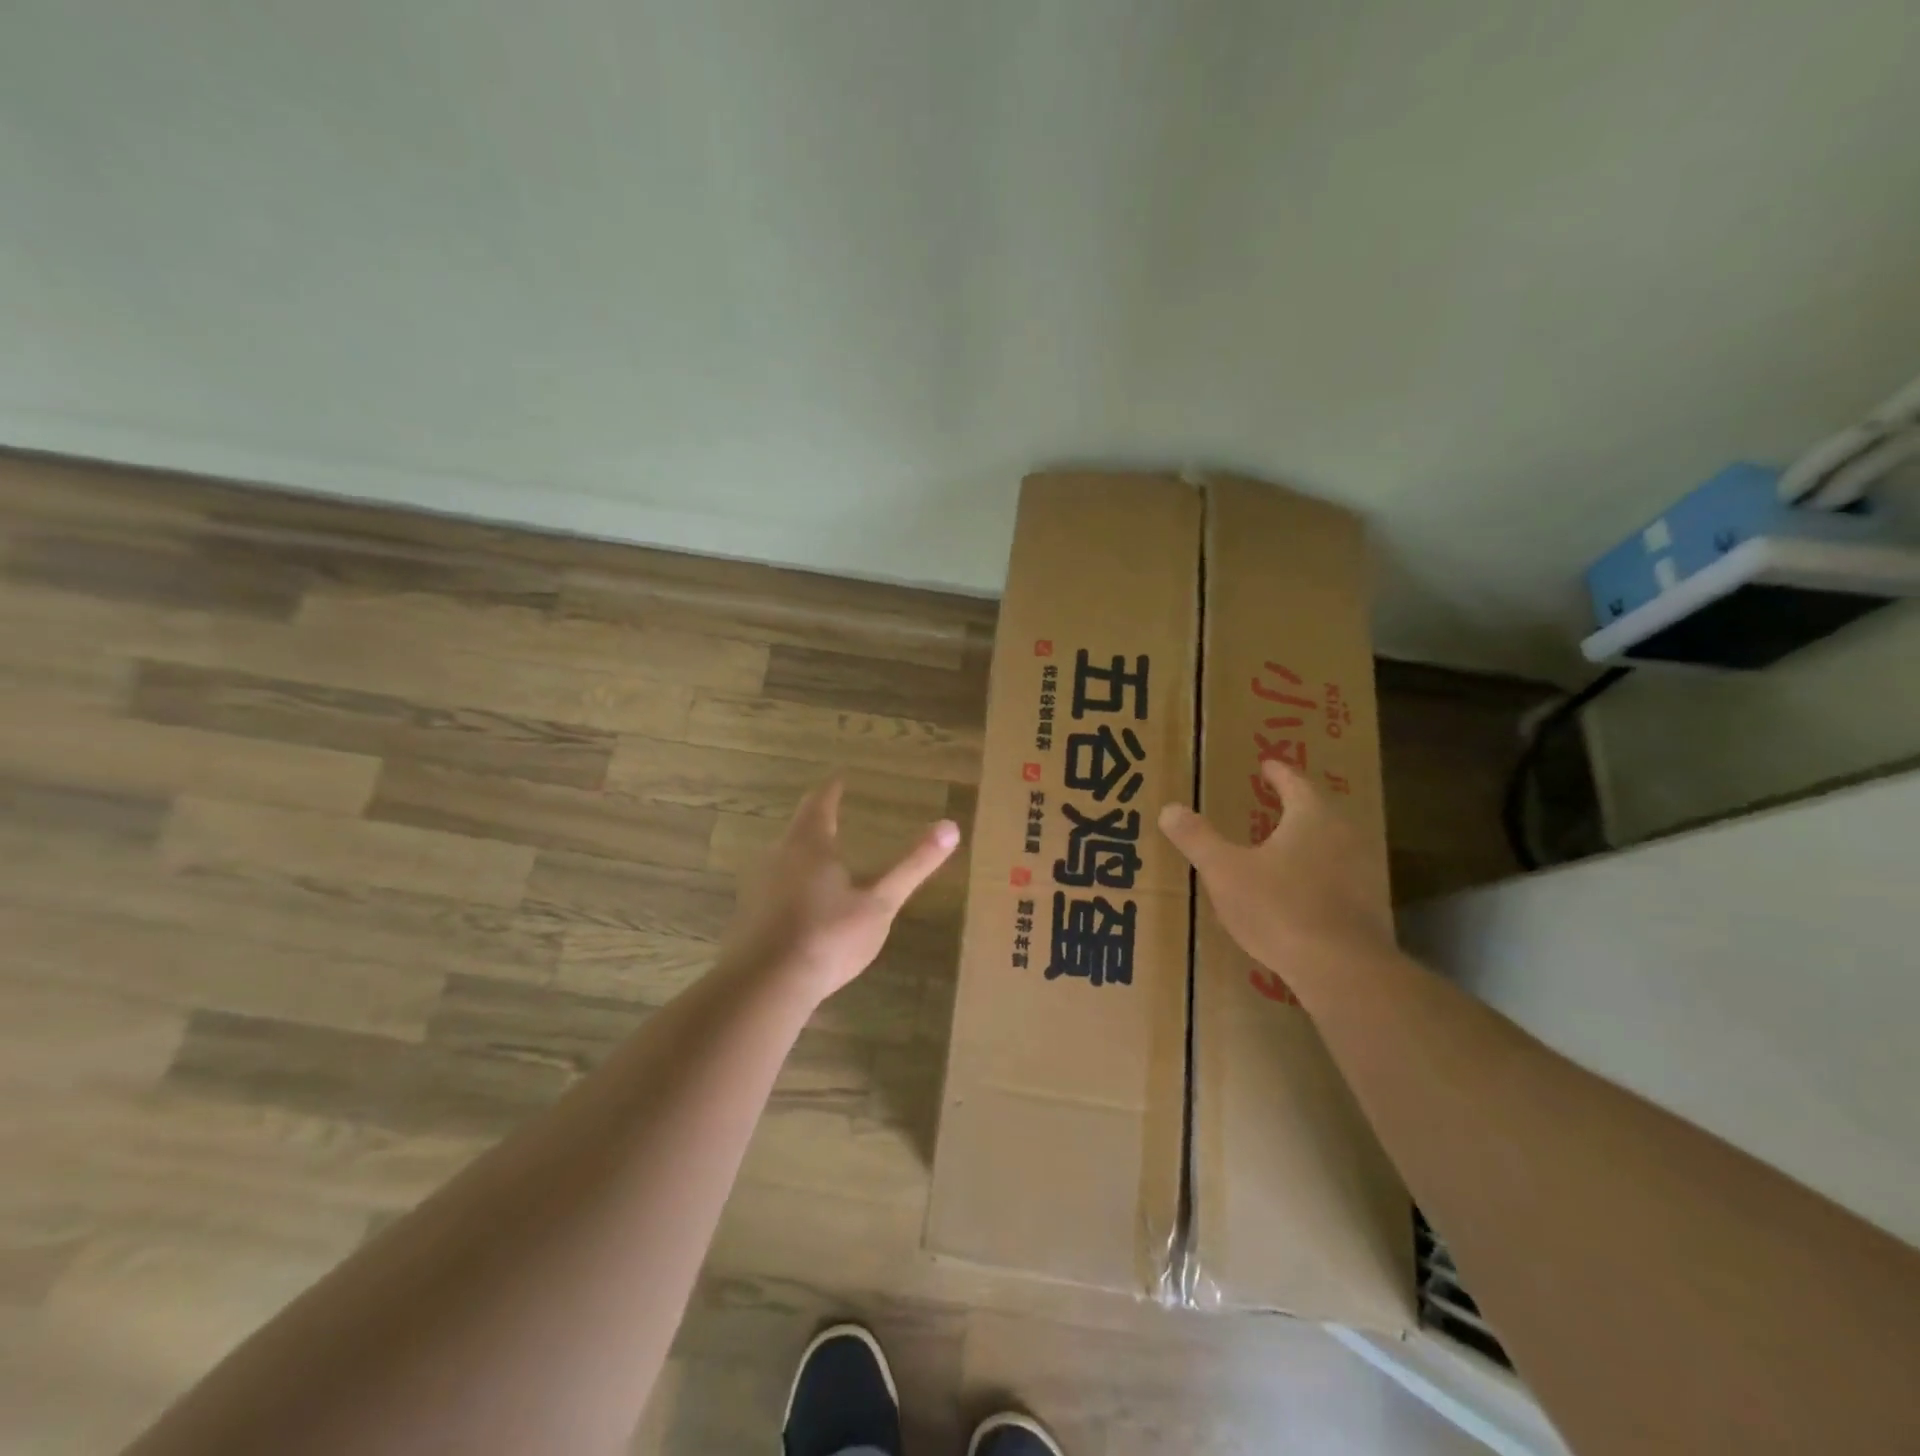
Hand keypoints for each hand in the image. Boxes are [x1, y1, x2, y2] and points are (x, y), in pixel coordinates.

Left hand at [720, 777, 960, 1003]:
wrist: (766, 986)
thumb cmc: (829, 936)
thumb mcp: (880, 903)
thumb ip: (913, 865)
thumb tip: (951, 826)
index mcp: (809, 845)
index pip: (820, 803)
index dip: (831, 790)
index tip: (839, 779)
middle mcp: (778, 855)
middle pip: (798, 828)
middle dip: (817, 821)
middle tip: (834, 817)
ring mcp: (757, 885)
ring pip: (783, 857)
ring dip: (802, 854)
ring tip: (823, 860)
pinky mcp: (747, 915)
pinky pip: (772, 887)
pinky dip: (790, 885)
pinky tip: (802, 905)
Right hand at [1158, 760, 1392, 998]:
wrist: (1341, 968)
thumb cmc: (1278, 907)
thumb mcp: (1224, 871)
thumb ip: (1197, 838)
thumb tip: (1169, 809)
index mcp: (1312, 817)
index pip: (1295, 782)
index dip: (1278, 773)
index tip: (1267, 765)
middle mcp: (1344, 835)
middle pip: (1320, 810)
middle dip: (1296, 804)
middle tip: (1274, 800)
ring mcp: (1364, 872)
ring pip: (1333, 844)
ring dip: (1309, 840)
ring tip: (1284, 844)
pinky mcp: (1369, 907)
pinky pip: (1340, 877)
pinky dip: (1319, 874)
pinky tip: (1301, 890)